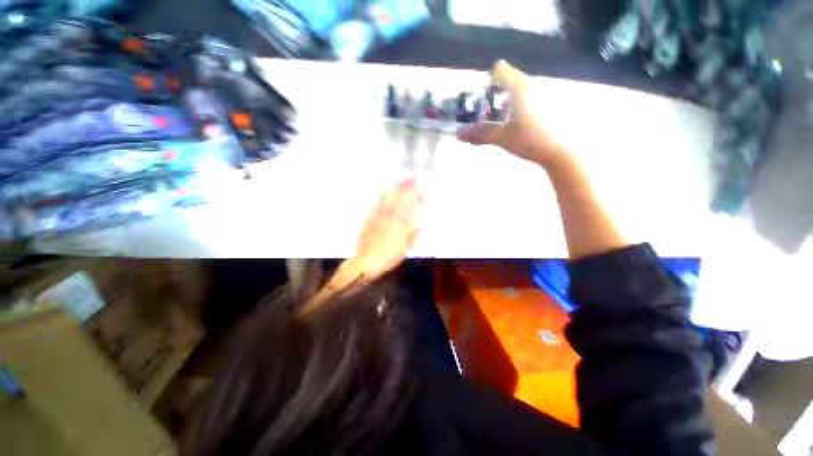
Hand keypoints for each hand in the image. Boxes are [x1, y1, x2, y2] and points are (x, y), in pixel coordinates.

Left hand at [348, 178, 423, 279]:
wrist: (367, 262)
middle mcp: (390, 217)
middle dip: (406, 187)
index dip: (417, 198)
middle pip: (399, 198)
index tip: (422, 193)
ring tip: (398, 180)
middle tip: (411, 177)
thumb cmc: (389, 257)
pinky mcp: (369, 220)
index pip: (410, 207)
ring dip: (393, 188)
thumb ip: (413, 235)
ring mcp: (378, 217)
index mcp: (400, 224)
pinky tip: (382, 192)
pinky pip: (375, 205)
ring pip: (387, 199)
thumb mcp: (406, 249)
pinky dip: (379, 198)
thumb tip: (419, 224)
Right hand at [458, 60, 568, 168]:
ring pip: (520, 90)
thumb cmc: (529, 140)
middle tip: (487, 112)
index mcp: (520, 87)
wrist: (560, 151)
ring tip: (501, 121)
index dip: (488, 80)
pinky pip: (529, 99)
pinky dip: (519, 107)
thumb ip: (478, 136)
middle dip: (496, 94)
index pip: (501, 70)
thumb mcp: (500, 138)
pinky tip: (518, 124)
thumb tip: (458, 136)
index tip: (482, 96)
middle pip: (509, 80)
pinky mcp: (550, 104)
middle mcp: (533, 84)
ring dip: (507, 101)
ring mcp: (544, 93)